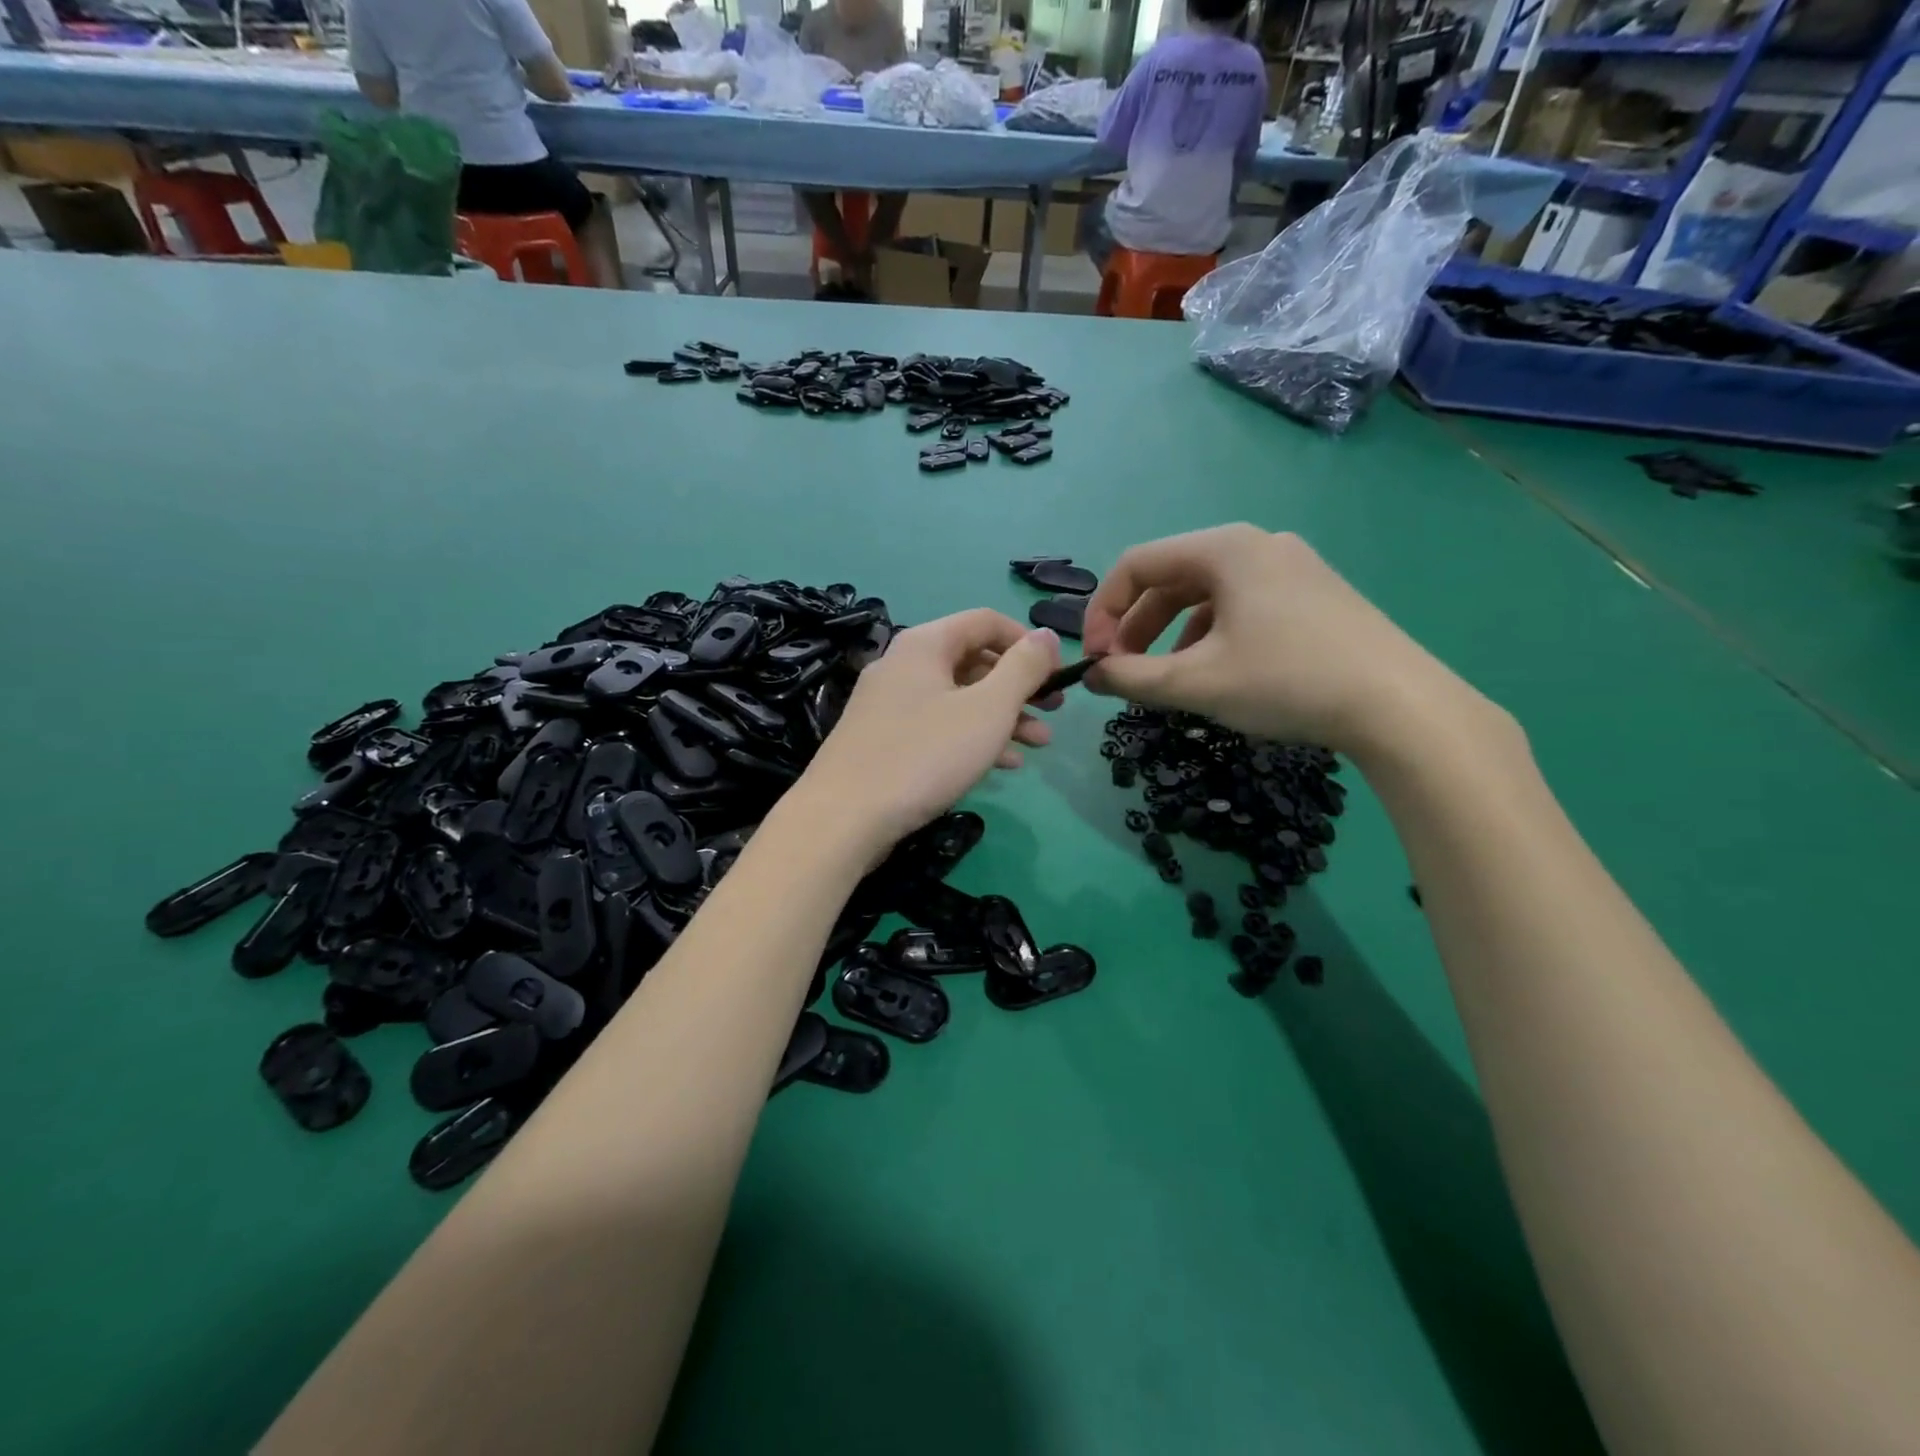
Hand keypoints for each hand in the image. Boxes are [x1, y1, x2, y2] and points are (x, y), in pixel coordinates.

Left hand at [795, 610, 1061, 859]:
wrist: (844, 818)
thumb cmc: (925, 755)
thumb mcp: (988, 709)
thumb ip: (1023, 668)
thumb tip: (1048, 636)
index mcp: (925, 644)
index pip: (987, 621)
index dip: (1028, 642)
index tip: (1058, 674)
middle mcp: (903, 664)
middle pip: (973, 660)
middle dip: (1019, 686)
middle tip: (1054, 712)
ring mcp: (888, 703)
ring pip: (958, 697)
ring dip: (1002, 716)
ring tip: (1038, 744)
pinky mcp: (882, 739)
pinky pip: (937, 725)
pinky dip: (972, 737)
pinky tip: (1002, 765)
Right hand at [1083, 524, 1484, 757]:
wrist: (1400, 706)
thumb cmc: (1287, 681)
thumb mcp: (1196, 683)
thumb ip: (1131, 677)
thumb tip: (1092, 675)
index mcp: (1224, 549)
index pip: (1136, 564)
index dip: (1102, 612)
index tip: (1095, 660)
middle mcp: (1256, 544)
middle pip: (1171, 577)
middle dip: (1136, 627)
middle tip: (1123, 673)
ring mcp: (1291, 567)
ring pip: (1205, 595)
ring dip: (1170, 635)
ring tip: (1165, 679)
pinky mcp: (1313, 595)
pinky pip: (1241, 606)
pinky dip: (1210, 636)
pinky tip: (1215, 673)